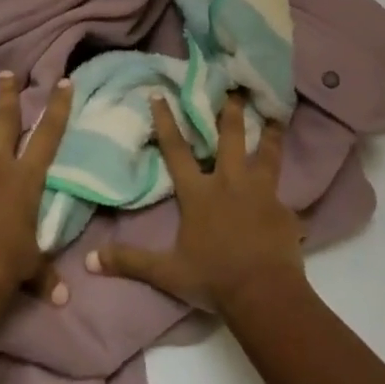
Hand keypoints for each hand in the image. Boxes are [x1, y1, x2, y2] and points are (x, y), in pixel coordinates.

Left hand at [0, 73, 71, 304]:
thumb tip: (65, 300)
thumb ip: (46, 275)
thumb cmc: (8, 262)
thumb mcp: (32, 265)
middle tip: (6, 75)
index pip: (48, 134)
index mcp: (27, 178)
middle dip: (7, 95)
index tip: (63, 81)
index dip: (57, 107)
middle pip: (5, 119)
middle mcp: (0, 161)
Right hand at [87, 92, 303, 313]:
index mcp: (199, 193)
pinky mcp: (285, 212)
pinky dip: (287, 194)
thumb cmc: (213, 279)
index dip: (167, 121)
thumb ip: (130, 262)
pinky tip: (293, 197)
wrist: (264, 295)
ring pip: (267, 155)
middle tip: (235, 87)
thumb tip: (90, 260)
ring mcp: (261, 194)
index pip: (177, 150)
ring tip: (277, 115)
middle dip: (231, 111)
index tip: (160, 93)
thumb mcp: (167, 272)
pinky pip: (286, 198)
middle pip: (231, 138)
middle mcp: (230, 183)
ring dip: (271, 134)